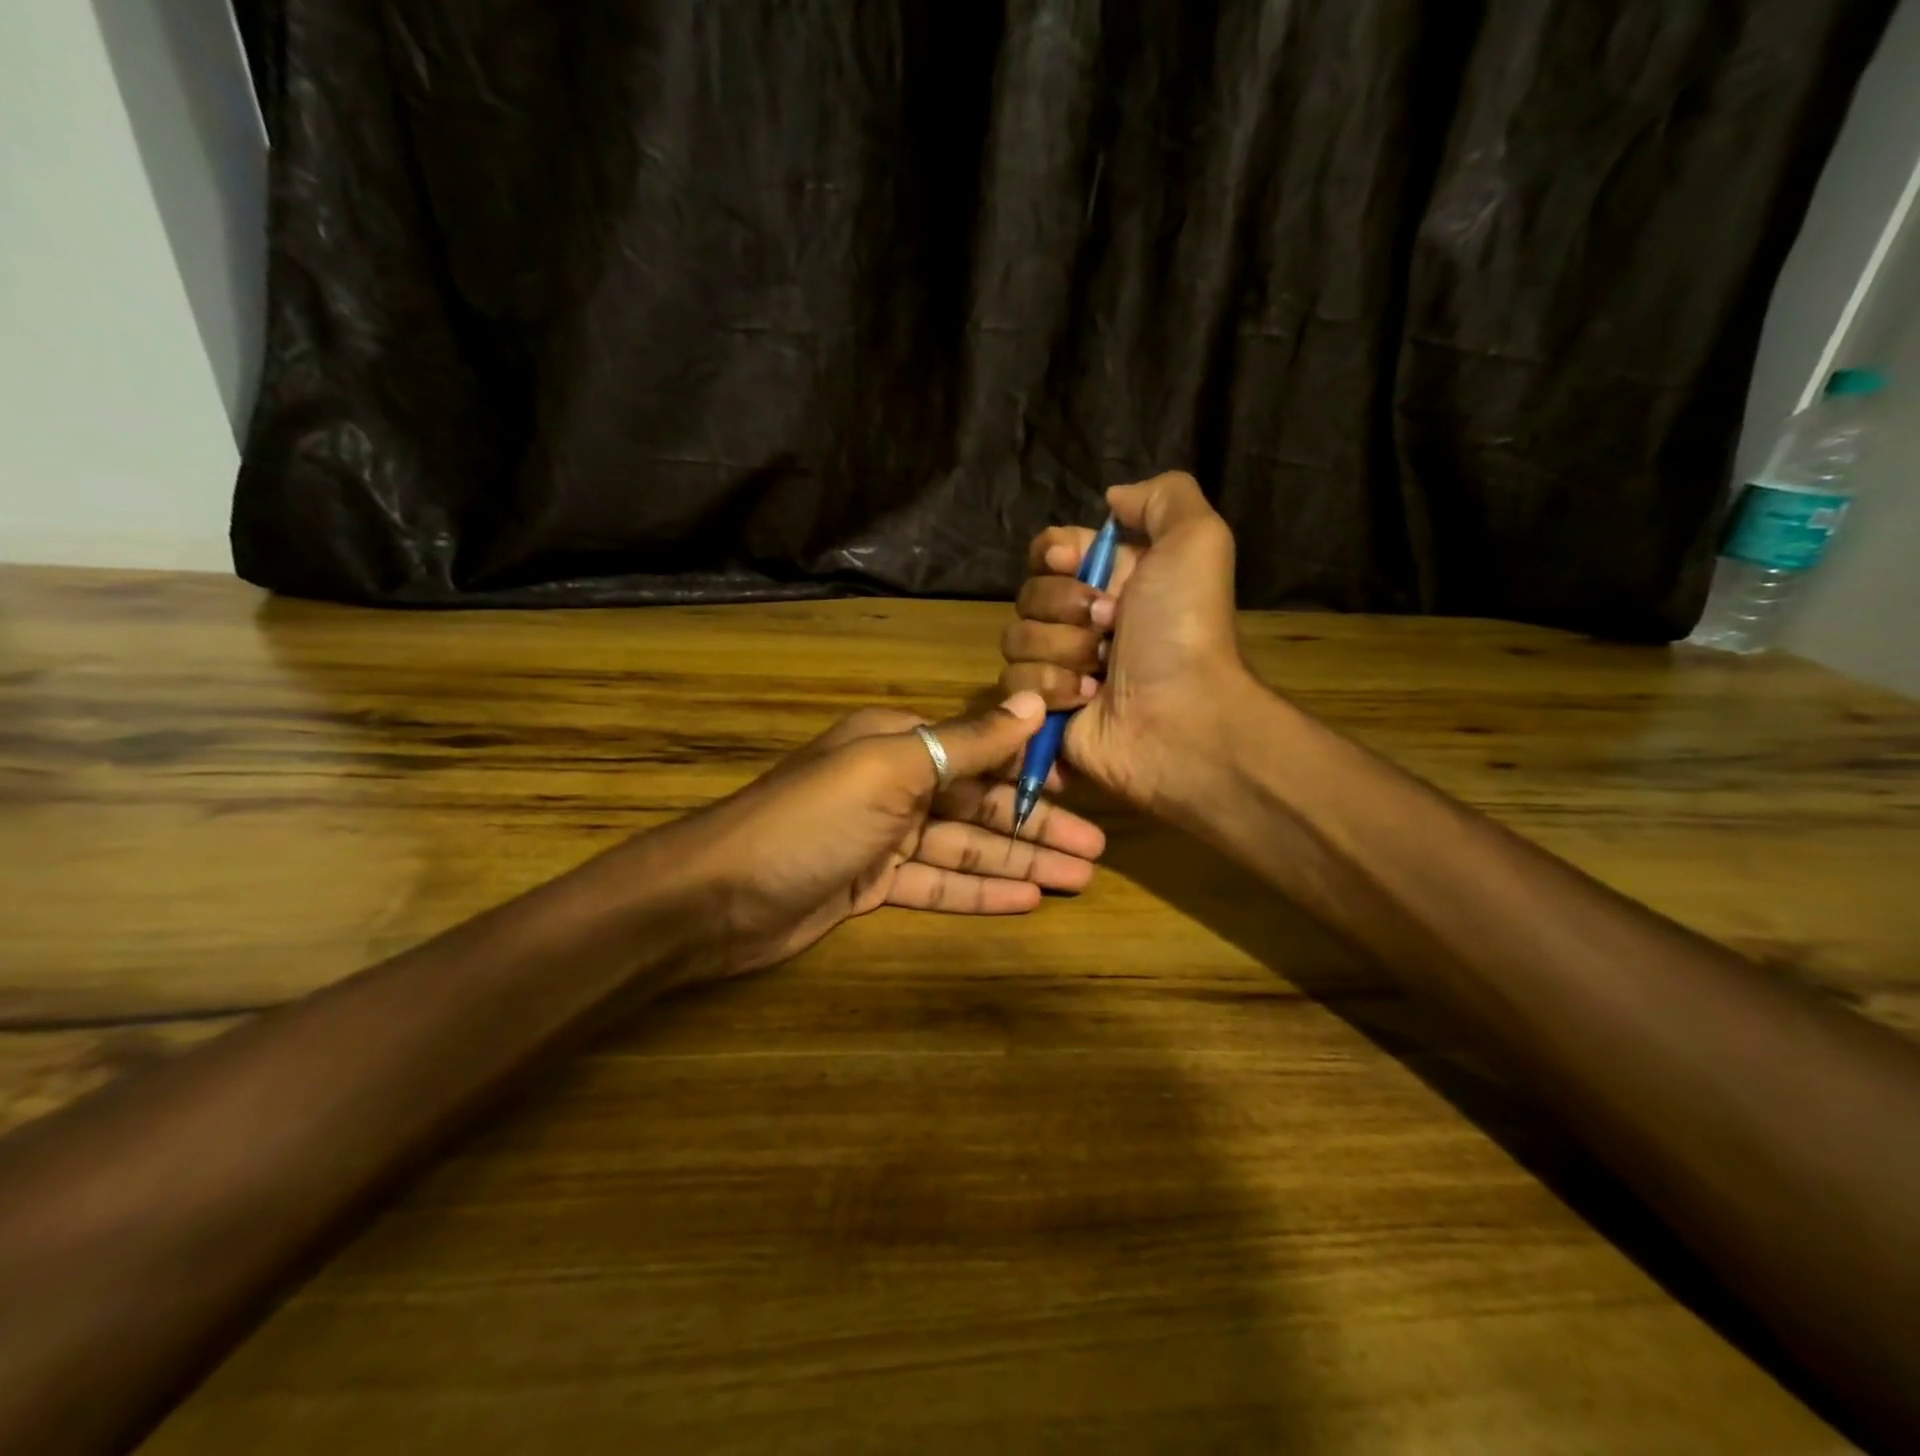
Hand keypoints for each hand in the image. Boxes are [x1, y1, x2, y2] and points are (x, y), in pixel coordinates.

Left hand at [634, 692, 1104, 979]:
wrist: (718, 896)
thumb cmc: (810, 820)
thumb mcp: (892, 769)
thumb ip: (965, 741)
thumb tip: (1032, 702)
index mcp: (898, 742)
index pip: (980, 750)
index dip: (1032, 770)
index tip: (1082, 789)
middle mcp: (895, 783)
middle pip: (979, 805)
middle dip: (1036, 826)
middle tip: (1097, 851)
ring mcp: (883, 837)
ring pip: (964, 848)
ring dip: (1019, 862)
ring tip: (1078, 878)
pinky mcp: (872, 884)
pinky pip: (937, 884)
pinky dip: (979, 891)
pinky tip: (1025, 900)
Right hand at [999, 472, 1249, 810]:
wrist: (1180, 718)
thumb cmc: (1184, 630)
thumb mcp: (1197, 541)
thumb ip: (1162, 497)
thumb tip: (1112, 499)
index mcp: (1111, 580)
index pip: (1050, 550)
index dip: (1055, 555)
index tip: (1075, 564)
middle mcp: (1081, 620)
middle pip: (1028, 594)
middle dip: (1065, 609)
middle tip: (1110, 627)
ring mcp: (1060, 667)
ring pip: (1015, 640)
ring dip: (1061, 652)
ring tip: (1101, 674)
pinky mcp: (1044, 710)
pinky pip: (1014, 685)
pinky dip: (1050, 690)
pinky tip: (1086, 702)